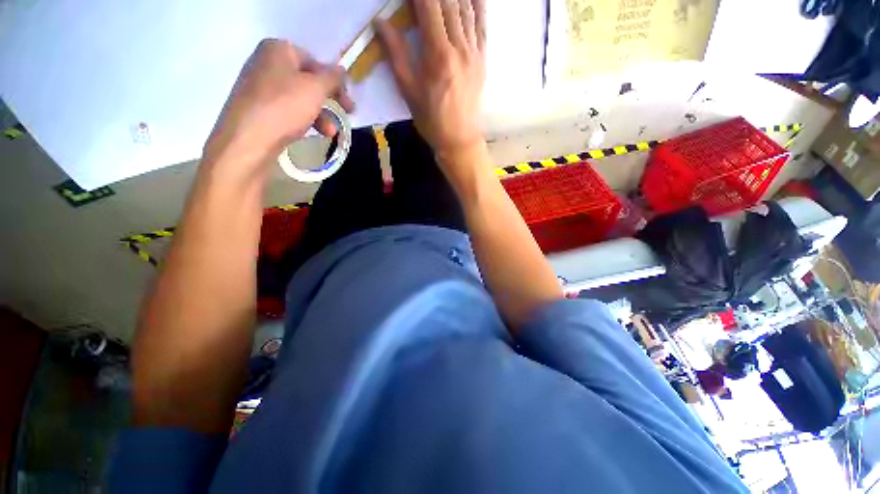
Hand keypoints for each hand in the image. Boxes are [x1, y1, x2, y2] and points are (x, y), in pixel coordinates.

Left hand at [204, 39, 353, 166]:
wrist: (249, 139)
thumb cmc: (284, 107)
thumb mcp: (316, 89)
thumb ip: (332, 77)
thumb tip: (342, 69)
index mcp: (278, 49)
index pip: (315, 62)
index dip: (335, 82)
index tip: (348, 103)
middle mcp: (266, 63)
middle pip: (308, 81)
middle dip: (328, 102)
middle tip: (345, 116)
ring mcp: (260, 86)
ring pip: (299, 98)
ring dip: (320, 115)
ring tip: (330, 133)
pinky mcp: (258, 108)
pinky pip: (288, 109)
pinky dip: (303, 120)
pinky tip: (312, 133)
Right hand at [377, 0, 486, 165]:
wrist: (459, 139)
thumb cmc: (431, 119)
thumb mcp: (409, 90)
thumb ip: (396, 54)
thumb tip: (380, 22)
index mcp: (439, 55)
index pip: (429, 6)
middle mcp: (460, 47)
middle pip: (449, 3)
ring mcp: (474, 52)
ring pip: (466, 9)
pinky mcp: (482, 59)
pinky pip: (482, 24)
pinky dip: (476, 5)